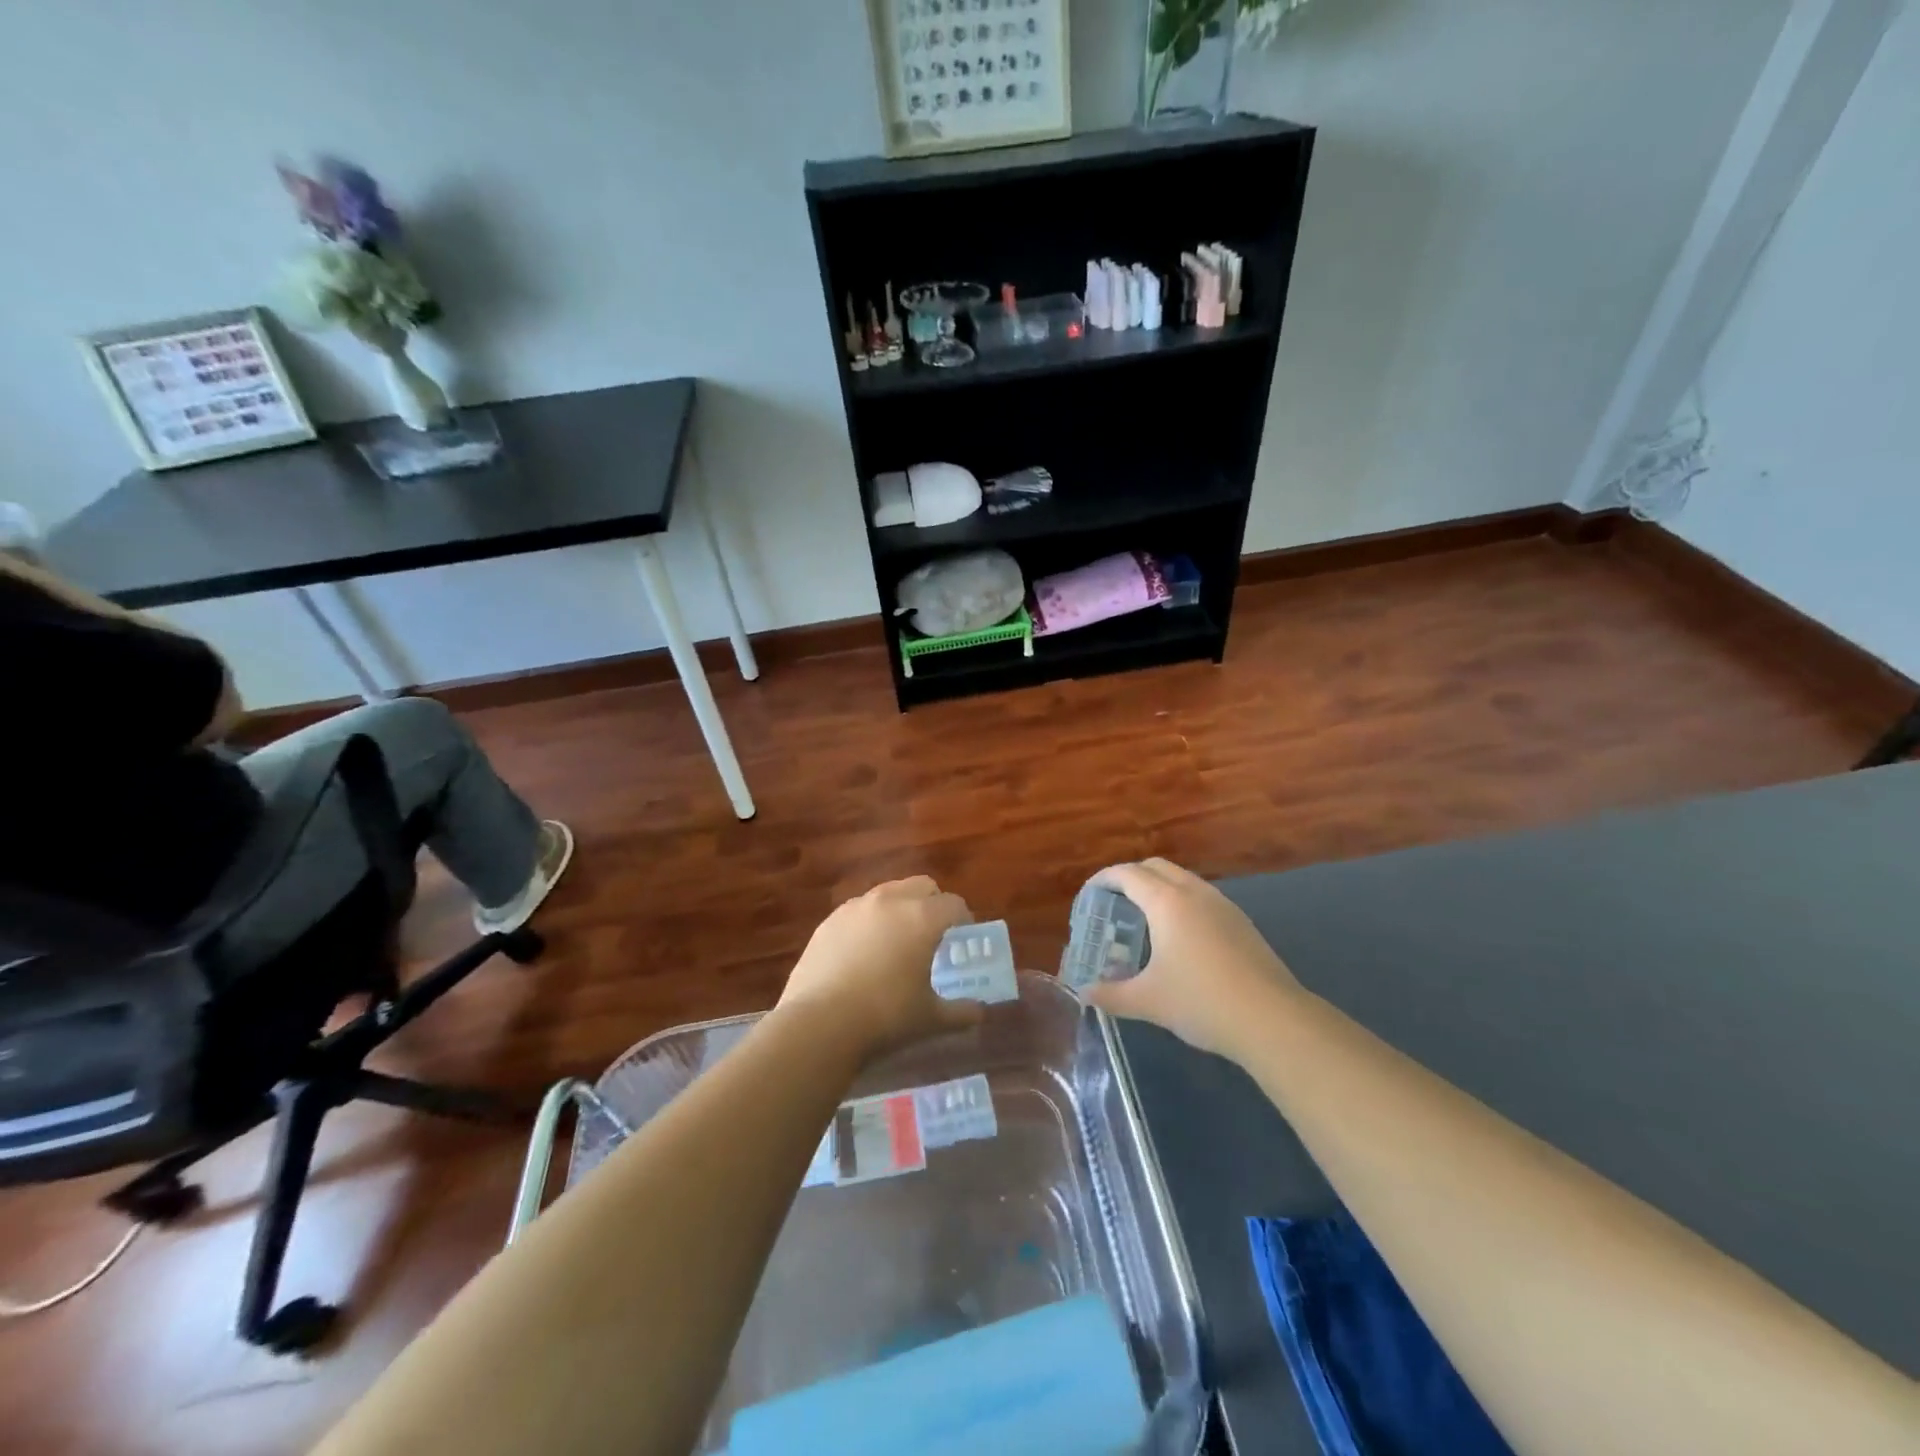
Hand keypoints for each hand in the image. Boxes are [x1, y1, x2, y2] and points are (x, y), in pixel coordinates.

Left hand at [779, 876, 983, 1061]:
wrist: (818, 1023)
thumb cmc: (885, 1017)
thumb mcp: (931, 1019)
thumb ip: (961, 1013)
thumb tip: (979, 1013)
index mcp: (923, 918)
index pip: (954, 904)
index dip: (964, 920)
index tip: (964, 938)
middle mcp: (891, 901)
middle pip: (922, 886)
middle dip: (933, 904)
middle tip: (934, 934)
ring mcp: (856, 907)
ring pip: (888, 893)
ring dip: (900, 908)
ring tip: (898, 941)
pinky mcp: (829, 921)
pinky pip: (859, 910)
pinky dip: (870, 922)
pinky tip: (864, 953)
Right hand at [1081, 859, 1305, 1059]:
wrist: (1272, 1020)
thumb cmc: (1201, 1002)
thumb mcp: (1148, 1001)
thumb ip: (1110, 994)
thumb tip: (1084, 994)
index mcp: (1166, 902)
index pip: (1127, 874)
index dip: (1104, 879)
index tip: (1089, 893)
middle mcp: (1194, 892)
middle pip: (1155, 867)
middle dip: (1130, 877)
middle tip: (1113, 902)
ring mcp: (1222, 905)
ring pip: (1183, 880)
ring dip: (1159, 888)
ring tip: (1144, 918)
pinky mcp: (1241, 922)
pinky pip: (1201, 897)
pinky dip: (1181, 902)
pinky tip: (1179, 937)